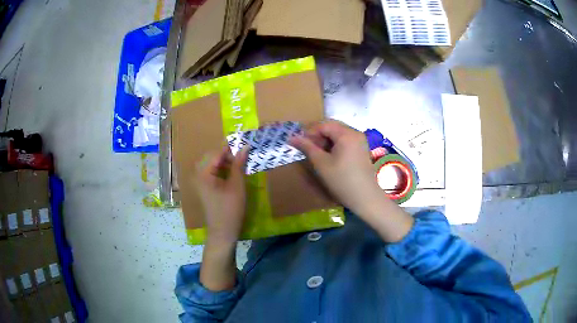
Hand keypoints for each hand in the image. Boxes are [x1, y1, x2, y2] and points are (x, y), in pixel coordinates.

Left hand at [196, 146, 247, 290]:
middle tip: (244, 156)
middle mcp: (198, 174)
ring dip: (227, 162)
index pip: (217, 152)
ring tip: (242, 164)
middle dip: (228, 154)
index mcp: (203, 172)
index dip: (231, 147)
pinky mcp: (204, 187)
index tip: (245, 143)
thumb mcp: (237, 185)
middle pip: (213, 156)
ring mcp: (200, 181)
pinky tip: (235, 173)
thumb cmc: (230, 209)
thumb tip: (245, 146)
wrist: (222, 232)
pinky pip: (213, 172)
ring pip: (214, 164)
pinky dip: (224, 170)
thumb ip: (239, 164)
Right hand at [290, 120, 413, 241]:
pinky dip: (334, 144)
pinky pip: (345, 140)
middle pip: (332, 126)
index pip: (323, 124)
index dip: (309, 131)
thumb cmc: (342, 180)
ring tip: (315, 152)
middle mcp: (355, 133)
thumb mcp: (321, 164)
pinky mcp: (362, 149)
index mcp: (346, 134)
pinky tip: (328, 155)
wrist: (365, 198)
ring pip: (338, 133)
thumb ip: (307, 147)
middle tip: (305, 147)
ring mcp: (360, 140)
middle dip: (317, 134)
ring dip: (325, 139)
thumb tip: (292, 137)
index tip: (298, 142)